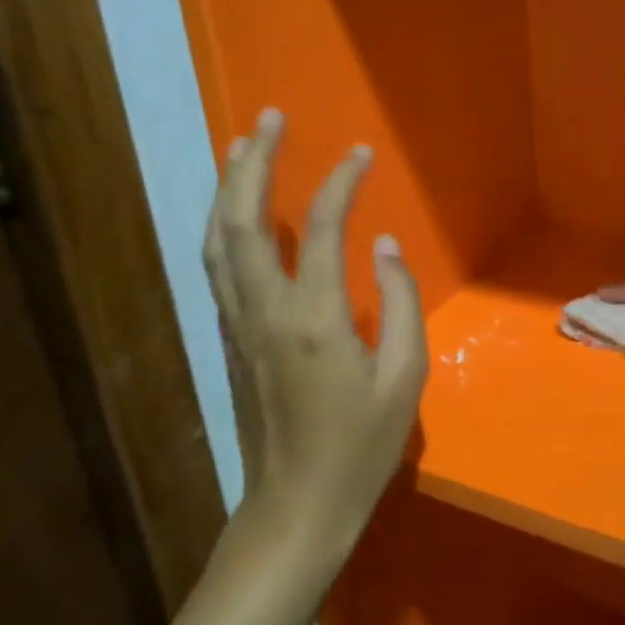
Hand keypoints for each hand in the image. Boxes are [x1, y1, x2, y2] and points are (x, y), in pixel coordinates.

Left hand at [203, 109, 427, 556]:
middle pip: (244, 221)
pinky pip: (219, 266)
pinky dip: (224, 224)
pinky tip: (236, 210)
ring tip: (241, 146)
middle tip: (269, 118)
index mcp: (315, 319)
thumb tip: (385, 246)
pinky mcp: (228, 338)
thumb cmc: (360, 447)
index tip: (359, 152)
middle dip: (254, 162)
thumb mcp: (405, 379)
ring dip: (228, 187)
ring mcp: (237, 324)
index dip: (342, 182)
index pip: (325, 228)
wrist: (296, 507)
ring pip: (219, 240)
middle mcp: (265, 311)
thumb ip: (399, 303)